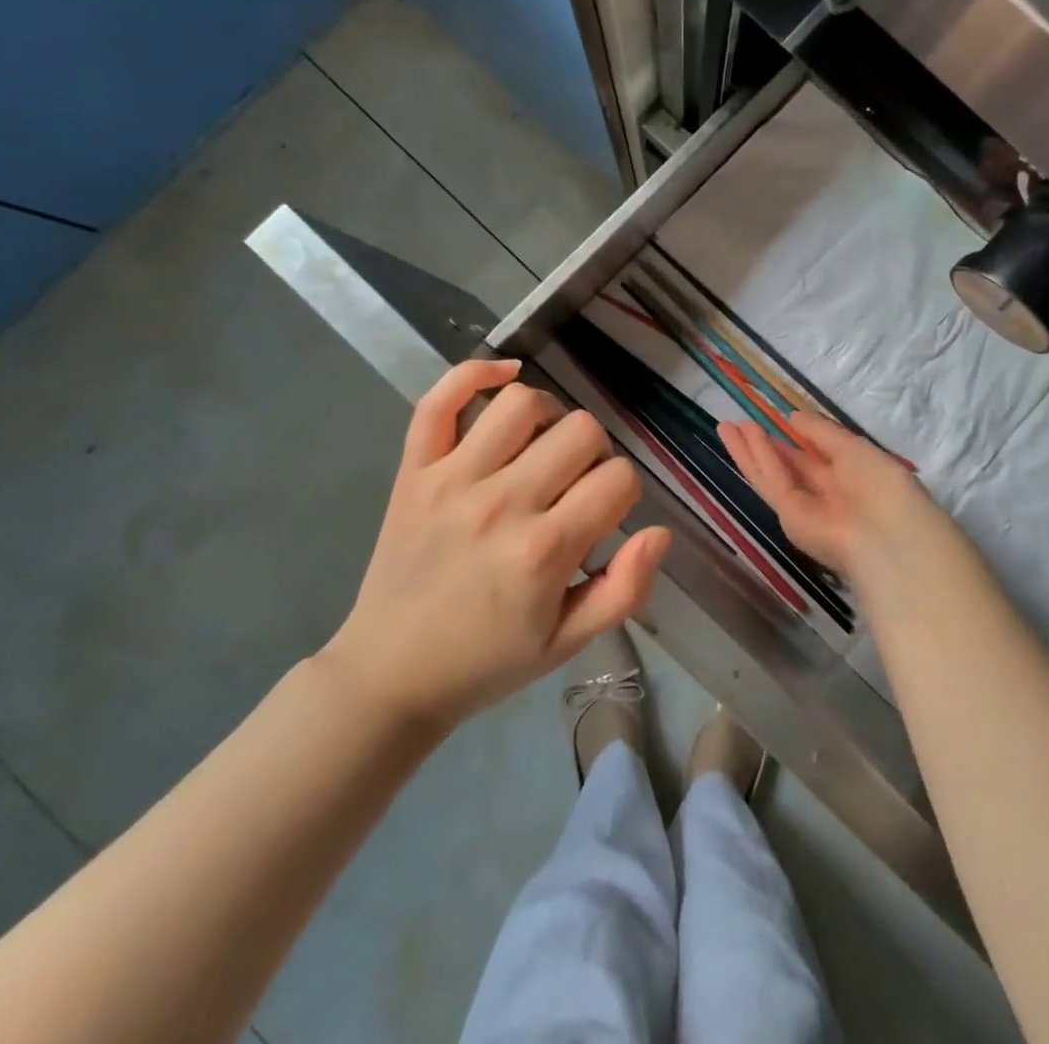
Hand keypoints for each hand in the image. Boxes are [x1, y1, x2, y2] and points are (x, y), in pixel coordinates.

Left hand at [323, 359, 669, 733]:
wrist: (389, 674)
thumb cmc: (486, 661)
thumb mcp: (568, 643)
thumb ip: (625, 590)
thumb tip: (659, 531)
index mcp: (544, 550)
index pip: (619, 478)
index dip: (624, 493)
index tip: (602, 517)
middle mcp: (501, 502)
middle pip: (581, 430)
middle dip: (594, 455)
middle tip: (573, 487)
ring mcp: (452, 479)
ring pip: (522, 402)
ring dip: (548, 417)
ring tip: (541, 448)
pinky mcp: (414, 469)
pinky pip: (440, 399)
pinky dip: (475, 373)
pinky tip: (504, 376)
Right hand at [719, 411, 973, 590]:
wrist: (888, 536)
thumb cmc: (882, 485)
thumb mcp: (854, 448)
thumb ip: (821, 432)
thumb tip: (793, 417)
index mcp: (850, 479)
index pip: (817, 458)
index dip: (797, 440)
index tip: (779, 421)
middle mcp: (825, 495)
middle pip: (788, 467)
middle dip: (764, 446)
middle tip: (739, 424)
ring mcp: (805, 508)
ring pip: (771, 474)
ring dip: (749, 450)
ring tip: (726, 427)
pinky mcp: (789, 518)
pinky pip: (771, 482)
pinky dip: (756, 459)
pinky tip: (742, 438)